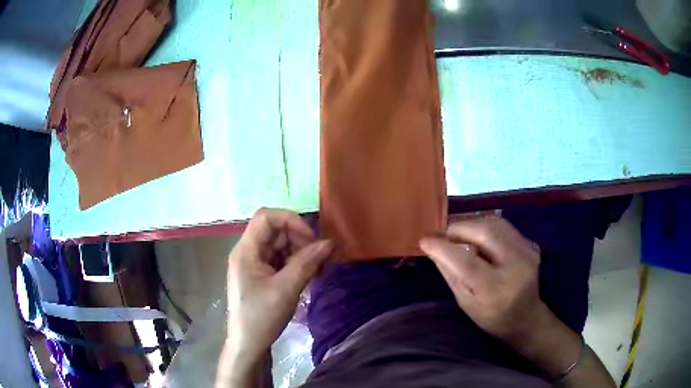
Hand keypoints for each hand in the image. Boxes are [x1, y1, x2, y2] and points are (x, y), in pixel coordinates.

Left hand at [226, 208, 332, 361]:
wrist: (248, 345)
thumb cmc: (261, 318)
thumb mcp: (285, 290)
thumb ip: (307, 263)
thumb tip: (329, 242)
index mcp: (246, 251)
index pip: (266, 217)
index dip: (290, 220)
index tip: (311, 239)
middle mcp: (249, 252)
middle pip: (275, 231)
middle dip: (300, 239)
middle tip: (321, 258)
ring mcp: (255, 264)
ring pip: (281, 245)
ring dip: (302, 252)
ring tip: (319, 270)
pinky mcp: (262, 275)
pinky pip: (281, 260)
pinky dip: (297, 263)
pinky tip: (311, 276)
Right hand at [420, 214, 584, 379]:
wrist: (527, 317)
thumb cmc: (492, 318)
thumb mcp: (466, 303)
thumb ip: (451, 274)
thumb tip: (433, 250)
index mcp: (496, 289)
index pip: (467, 262)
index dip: (443, 247)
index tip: (425, 240)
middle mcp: (515, 266)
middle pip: (485, 232)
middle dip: (458, 226)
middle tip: (441, 232)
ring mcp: (526, 252)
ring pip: (495, 222)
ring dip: (470, 222)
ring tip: (455, 230)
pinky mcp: (530, 244)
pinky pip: (503, 225)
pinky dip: (484, 224)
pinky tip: (475, 233)